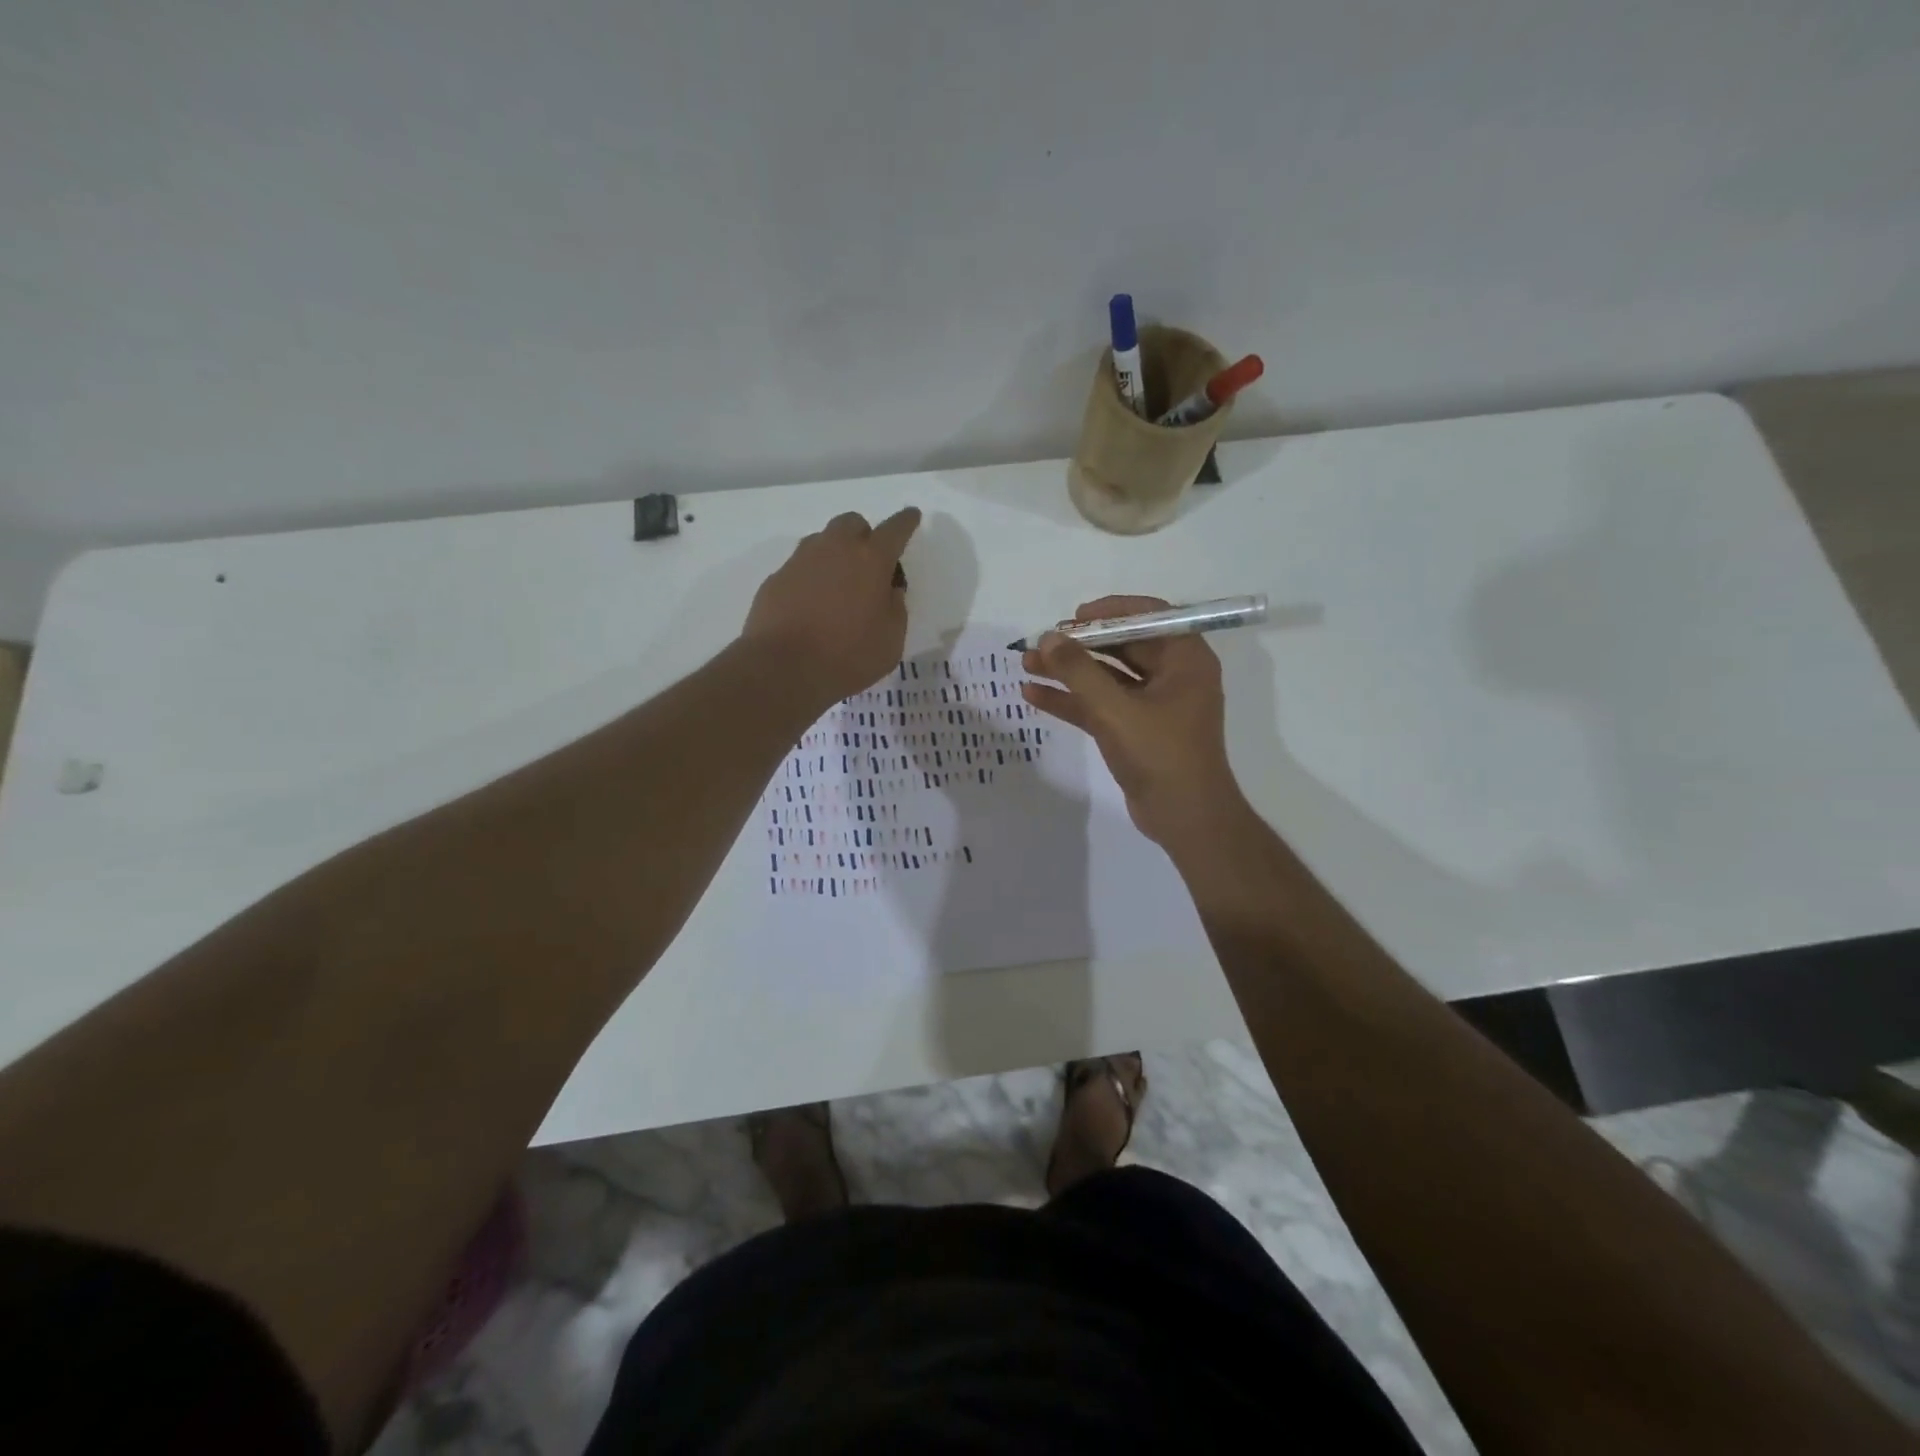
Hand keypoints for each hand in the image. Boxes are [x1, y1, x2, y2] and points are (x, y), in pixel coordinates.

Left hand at [743, 508, 921, 706]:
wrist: (783, 668)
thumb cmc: (848, 656)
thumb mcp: (891, 640)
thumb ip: (895, 608)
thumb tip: (888, 590)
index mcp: (871, 560)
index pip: (895, 529)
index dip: (906, 522)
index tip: (911, 516)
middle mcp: (834, 549)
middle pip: (852, 523)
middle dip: (864, 535)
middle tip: (869, 564)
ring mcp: (800, 561)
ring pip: (822, 541)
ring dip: (835, 554)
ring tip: (839, 587)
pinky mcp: (776, 579)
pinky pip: (800, 568)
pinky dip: (811, 578)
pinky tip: (811, 606)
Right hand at [1021, 595, 1247, 849]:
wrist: (1185, 818)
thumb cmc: (1160, 754)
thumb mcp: (1115, 709)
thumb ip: (1079, 671)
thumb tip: (1047, 637)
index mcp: (1185, 659)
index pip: (1149, 616)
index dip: (1109, 612)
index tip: (1073, 618)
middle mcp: (1173, 675)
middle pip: (1122, 646)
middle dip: (1079, 645)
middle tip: (1041, 643)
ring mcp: (1154, 705)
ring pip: (1106, 677)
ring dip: (1068, 672)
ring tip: (1026, 665)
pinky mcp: (1136, 730)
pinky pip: (1101, 705)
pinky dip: (1072, 701)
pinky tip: (1034, 696)